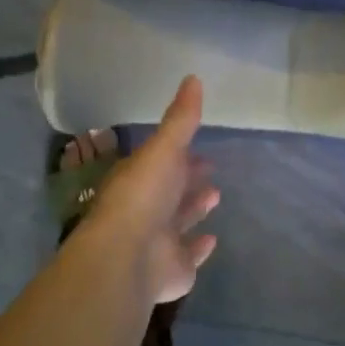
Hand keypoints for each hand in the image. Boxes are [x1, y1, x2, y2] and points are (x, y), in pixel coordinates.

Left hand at [81, 75, 219, 305]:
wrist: (128, 256)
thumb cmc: (143, 196)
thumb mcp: (163, 148)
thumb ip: (180, 118)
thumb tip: (193, 77)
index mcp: (138, 179)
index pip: (161, 163)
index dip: (180, 155)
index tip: (199, 149)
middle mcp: (146, 209)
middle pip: (170, 191)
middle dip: (188, 180)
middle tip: (210, 169)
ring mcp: (158, 240)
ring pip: (179, 221)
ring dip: (194, 208)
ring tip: (216, 195)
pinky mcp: (173, 268)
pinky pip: (189, 254)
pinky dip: (199, 247)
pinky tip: (212, 239)